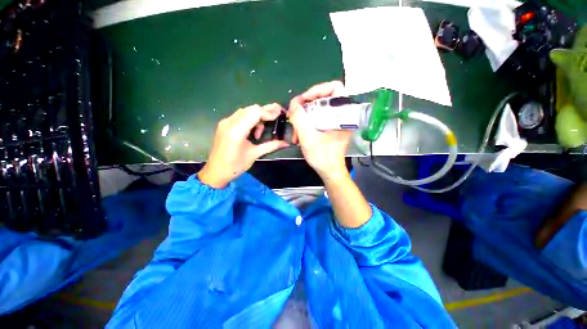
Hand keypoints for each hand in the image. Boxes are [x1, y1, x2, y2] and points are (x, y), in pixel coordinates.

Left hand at [198, 104, 288, 187]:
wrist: (216, 172)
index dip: (269, 112)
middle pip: (251, 109)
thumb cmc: (235, 166)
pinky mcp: (224, 125)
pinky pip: (240, 116)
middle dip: (265, 112)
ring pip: (246, 111)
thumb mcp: (255, 154)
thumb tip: (286, 143)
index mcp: (237, 130)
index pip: (255, 112)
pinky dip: (250, 119)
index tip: (280, 115)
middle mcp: (229, 122)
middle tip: (277, 115)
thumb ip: (271, 146)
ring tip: (262, 131)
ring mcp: (225, 122)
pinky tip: (254, 131)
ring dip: (257, 116)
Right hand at [288, 81, 351, 180]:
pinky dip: (306, 123)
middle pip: (322, 98)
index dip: (317, 90)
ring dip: (303, 117)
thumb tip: (293, 104)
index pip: (334, 87)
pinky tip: (299, 134)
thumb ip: (299, 118)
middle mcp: (341, 114)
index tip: (303, 101)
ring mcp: (335, 121)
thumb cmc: (322, 157)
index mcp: (343, 114)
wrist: (329, 171)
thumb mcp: (308, 137)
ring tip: (295, 131)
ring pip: (317, 109)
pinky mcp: (330, 127)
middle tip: (295, 115)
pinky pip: (316, 117)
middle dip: (306, 107)